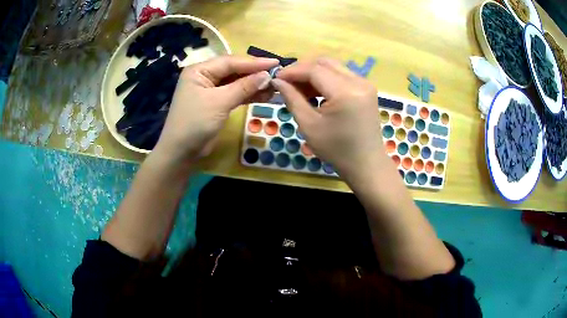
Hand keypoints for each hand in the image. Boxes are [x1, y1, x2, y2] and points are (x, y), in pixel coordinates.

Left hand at [153, 56, 278, 163]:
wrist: (182, 152)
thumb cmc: (195, 122)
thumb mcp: (219, 102)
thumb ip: (243, 87)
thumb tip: (267, 76)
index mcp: (200, 70)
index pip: (230, 62)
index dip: (254, 62)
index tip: (275, 63)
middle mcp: (205, 76)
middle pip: (234, 71)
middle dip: (255, 74)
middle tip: (278, 75)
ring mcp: (211, 90)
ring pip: (236, 83)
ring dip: (254, 85)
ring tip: (275, 87)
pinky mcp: (217, 103)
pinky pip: (235, 95)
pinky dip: (249, 95)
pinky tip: (265, 96)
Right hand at [273, 57, 388, 183]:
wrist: (365, 163)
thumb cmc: (336, 150)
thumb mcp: (309, 125)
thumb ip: (292, 98)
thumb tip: (277, 81)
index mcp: (346, 92)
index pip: (314, 70)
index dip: (292, 71)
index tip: (276, 78)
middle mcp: (359, 81)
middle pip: (324, 62)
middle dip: (302, 69)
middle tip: (287, 82)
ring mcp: (365, 83)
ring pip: (333, 66)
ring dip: (314, 73)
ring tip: (300, 89)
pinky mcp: (366, 88)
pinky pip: (342, 75)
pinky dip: (326, 79)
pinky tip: (316, 92)